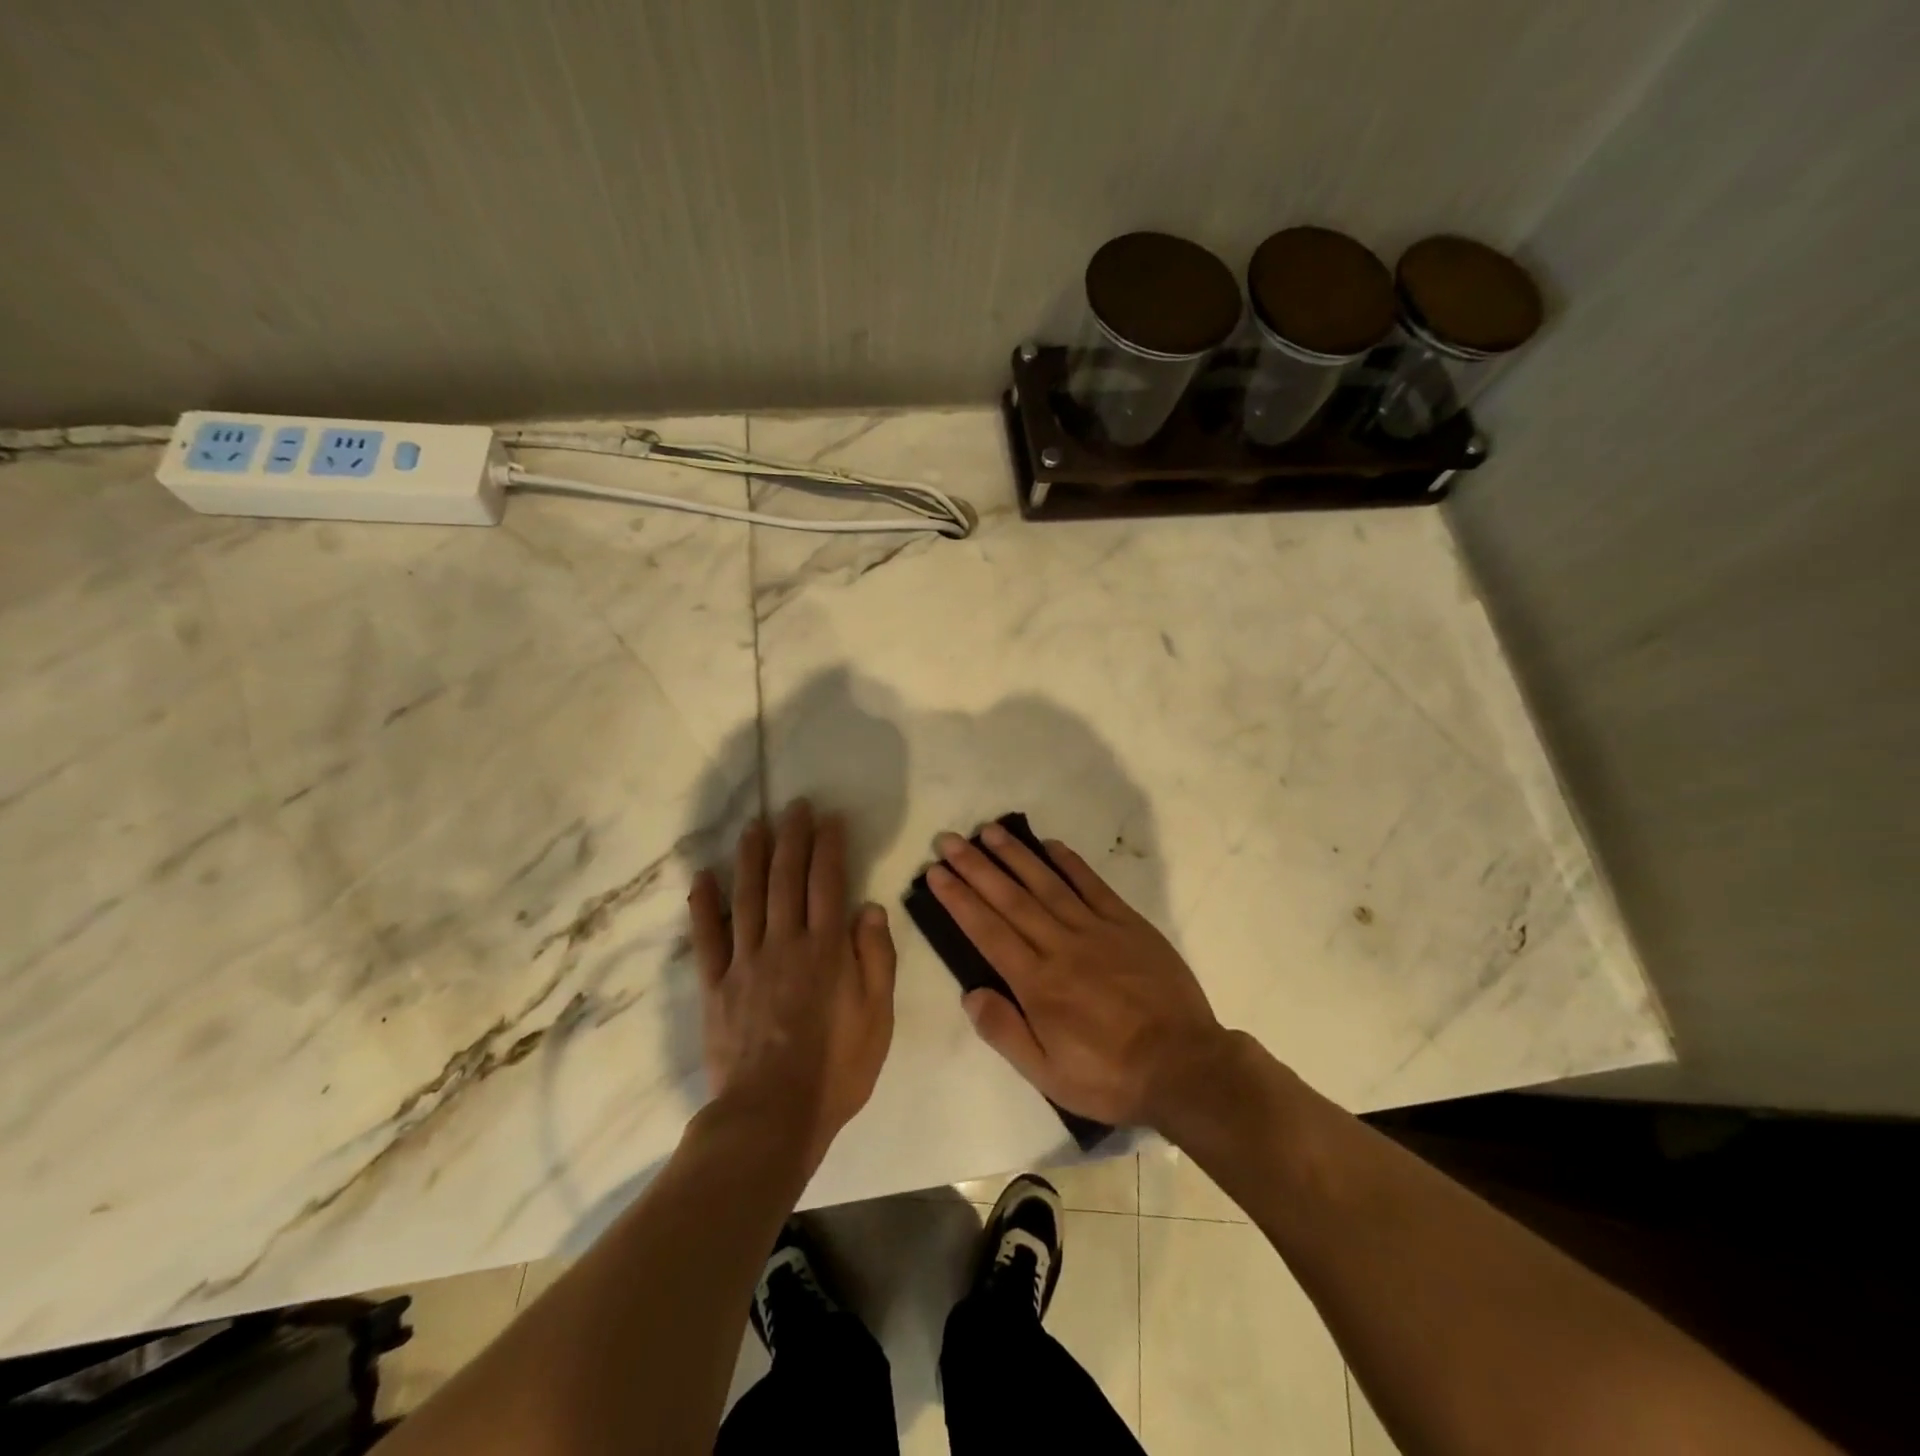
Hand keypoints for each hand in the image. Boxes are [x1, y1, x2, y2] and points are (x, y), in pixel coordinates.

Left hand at [689, 801, 895, 1168]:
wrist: (772, 1117)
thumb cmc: (836, 1069)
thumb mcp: (877, 1017)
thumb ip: (876, 958)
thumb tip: (869, 907)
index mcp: (826, 949)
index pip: (827, 882)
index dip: (829, 846)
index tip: (829, 818)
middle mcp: (784, 943)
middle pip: (786, 878)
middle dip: (792, 837)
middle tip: (794, 806)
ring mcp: (745, 962)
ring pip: (747, 896)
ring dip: (751, 856)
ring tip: (755, 826)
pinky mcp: (715, 985)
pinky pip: (706, 937)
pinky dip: (703, 904)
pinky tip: (702, 877)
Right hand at [927, 823, 1226, 1128]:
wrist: (1184, 1066)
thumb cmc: (1110, 1076)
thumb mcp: (1047, 1074)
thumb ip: (1005, 1032)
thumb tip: (970, 993)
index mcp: (1038, 983)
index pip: (988, 931)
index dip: (959, 899)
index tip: (936, 873)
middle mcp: (1061, 946)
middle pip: (1010, 899)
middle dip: (976, 867)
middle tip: (950, 839)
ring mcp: (1097, 930)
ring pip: (1047, 884)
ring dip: (1016, 856)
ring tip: (990, 831)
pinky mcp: (1128, 924)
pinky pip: (1093, 885)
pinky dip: (1070, 863)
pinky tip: (1050, 845)